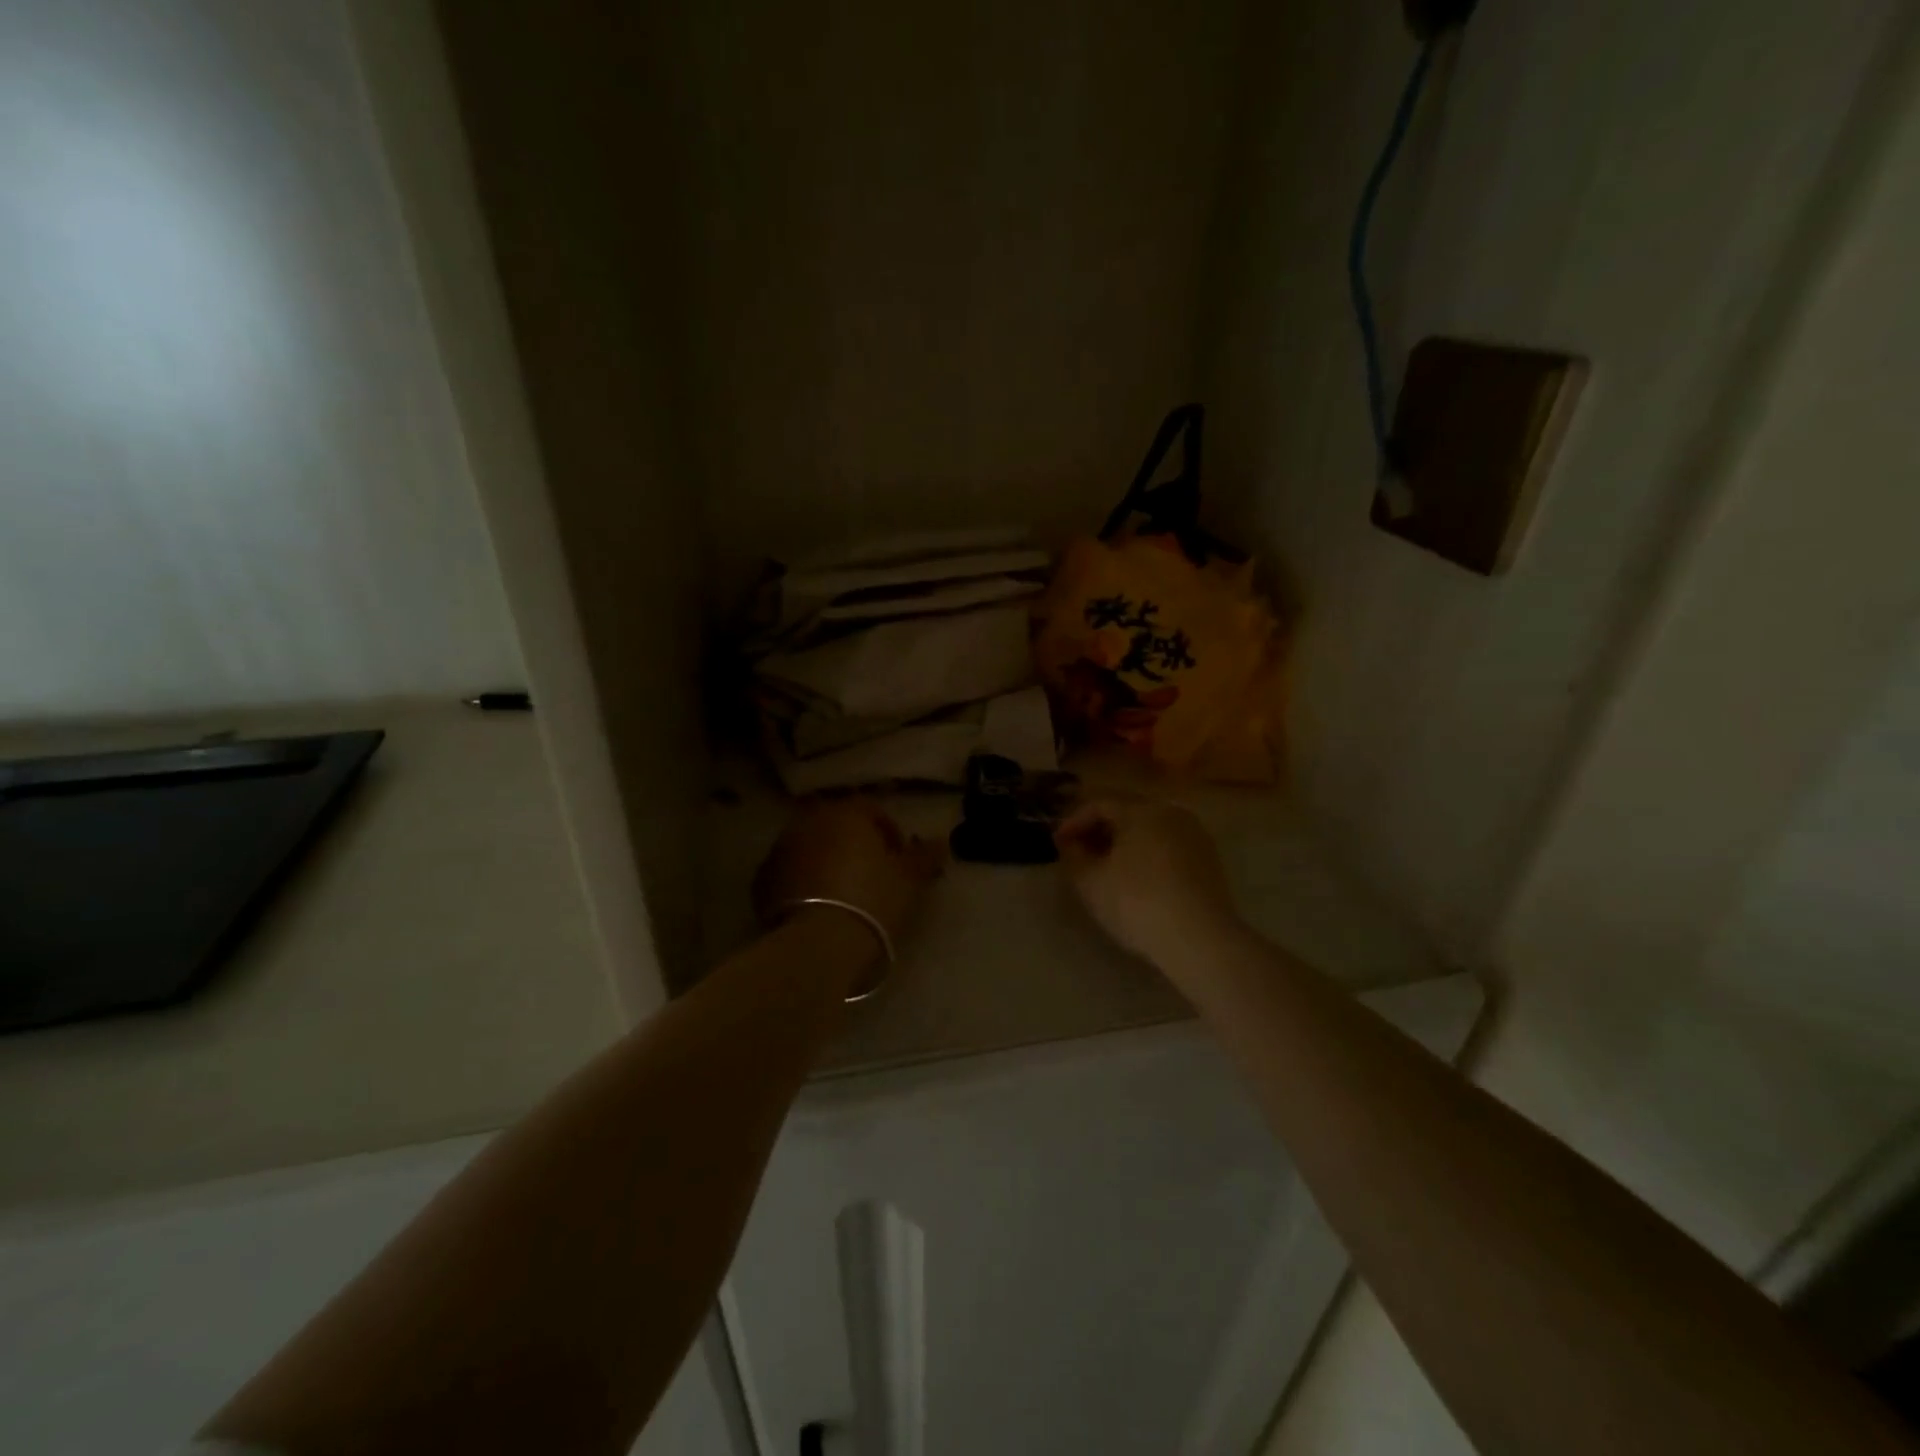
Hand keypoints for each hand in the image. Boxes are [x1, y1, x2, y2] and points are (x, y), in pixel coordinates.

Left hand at [754, 798, 944, 945]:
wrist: (818, 944)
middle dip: (853, 842)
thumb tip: (940, 841)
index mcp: (846, 813)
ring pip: (810, 846)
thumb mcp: (909, 880)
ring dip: (825, 859)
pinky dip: (802, 881)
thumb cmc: (872, 901)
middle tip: (870, 873)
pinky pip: (790, 872)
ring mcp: (781, 849)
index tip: (899, 859)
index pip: (871, 809)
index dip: (889, 832)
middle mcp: (810, 822)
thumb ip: (924, 855)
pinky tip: (816, 906)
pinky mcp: (762, 880)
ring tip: (842, 891)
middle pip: (837, 825)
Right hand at [1054, 798, 1241, 969]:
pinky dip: (1147, 854)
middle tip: (1079, 853)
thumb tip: (1070, 844)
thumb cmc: (1137, 903)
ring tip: (1105, 868)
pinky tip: (1137, 879)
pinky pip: (1168, 846)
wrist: (1201, 940)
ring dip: (1124, 842)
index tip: (1058, 844)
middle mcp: (1171, 812)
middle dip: (1099, 830)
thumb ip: (1073, 856)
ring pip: (1150, 829)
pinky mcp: (1209, 859)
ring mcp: (1194, 835)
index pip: (1099, 803)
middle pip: (1127, 812)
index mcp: (1141, 809)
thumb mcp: (1091, 882)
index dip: (1073, 822)